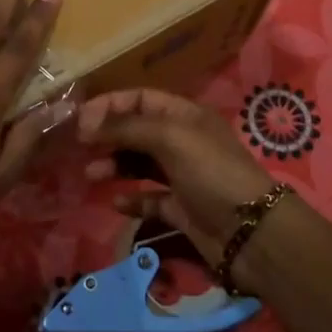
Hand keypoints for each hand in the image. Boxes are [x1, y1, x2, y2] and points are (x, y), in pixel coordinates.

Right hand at [78, 88, 276, 265]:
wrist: (250, 232)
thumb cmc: (211, 172)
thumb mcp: (170, 138)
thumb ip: (127, 128)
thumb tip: (87, 126)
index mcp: (185, 115)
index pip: (141, 99)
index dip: (111, 105)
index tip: (81, 121)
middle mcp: (182, 141)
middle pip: (137, 130)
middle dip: (108, 136)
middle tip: (81, 148)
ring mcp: (182, 176)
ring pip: (139, 164)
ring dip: (114, 165)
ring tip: (92, 175)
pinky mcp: (180, 209)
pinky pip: (149, 198)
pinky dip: (132, 199)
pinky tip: (117, 203)